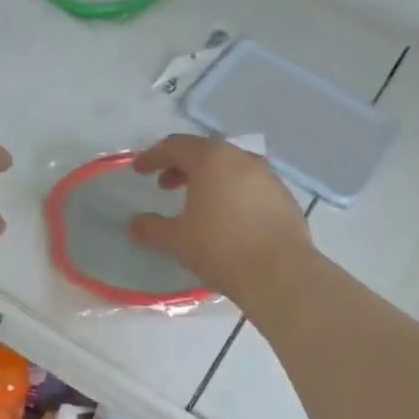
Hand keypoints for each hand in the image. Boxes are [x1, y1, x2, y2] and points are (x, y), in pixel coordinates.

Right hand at [129, 135, 310, 299]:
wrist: (279, 273)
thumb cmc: (220, 248)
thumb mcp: (176, 240)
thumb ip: (151, 228)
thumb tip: (134, 223)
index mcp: (211, 159)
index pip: (175, 146)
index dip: (153, 156)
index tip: (139, 170)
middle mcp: (241, 158)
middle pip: (205, 152)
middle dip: (181, 166)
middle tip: (165, 186)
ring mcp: (267, 176)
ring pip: (230, 167)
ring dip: (208, 179)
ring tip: (196, 203)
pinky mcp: (283, 196)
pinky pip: (249, 185)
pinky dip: (230, 192)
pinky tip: (226, 217)